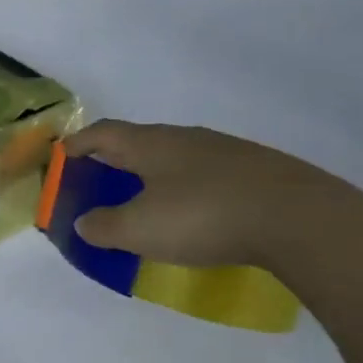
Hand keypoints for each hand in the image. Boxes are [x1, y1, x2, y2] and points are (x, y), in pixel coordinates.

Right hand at [63, 120, 362, 273]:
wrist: (300, 218)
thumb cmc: (204, 217)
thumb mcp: (140, 229)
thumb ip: (104, 226)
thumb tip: (83, 222)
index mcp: (150, 144)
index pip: (102, 134)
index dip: (78, 144)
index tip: (62, 156)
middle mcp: (186, 138)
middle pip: (138, 142)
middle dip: (114, 159)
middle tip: (99, 180)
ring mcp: (226, 151)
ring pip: (176, 156)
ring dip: (153, 174)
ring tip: (146, 199)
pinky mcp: (257, 170)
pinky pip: (207, 174)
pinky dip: (187, 188)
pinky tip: (196, 212)